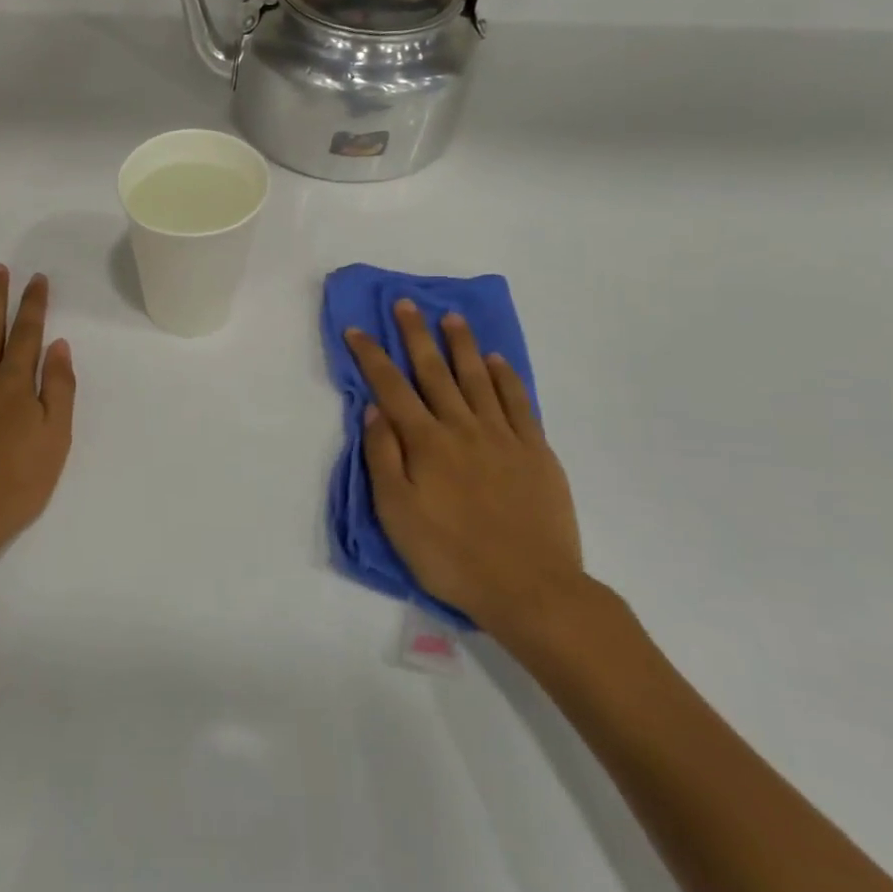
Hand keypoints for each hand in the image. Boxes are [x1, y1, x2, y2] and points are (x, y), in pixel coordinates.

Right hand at [346, 300, 587, 641]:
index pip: (391, 388)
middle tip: (406, 303)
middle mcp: (462, 427)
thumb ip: (383, 457)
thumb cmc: (450, 555)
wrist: (530, 587)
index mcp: (425, 443)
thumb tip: (373, 409)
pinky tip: (497, 360)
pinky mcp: (535, 450)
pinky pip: (518, 402)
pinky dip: (506, 376)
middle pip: (434, 371)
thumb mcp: (396, 514)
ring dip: (462, 345)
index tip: (357, 329)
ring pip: (478, 378)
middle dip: (416, 335)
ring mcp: (502, 436)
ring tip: (451, 316)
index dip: (371, 356)